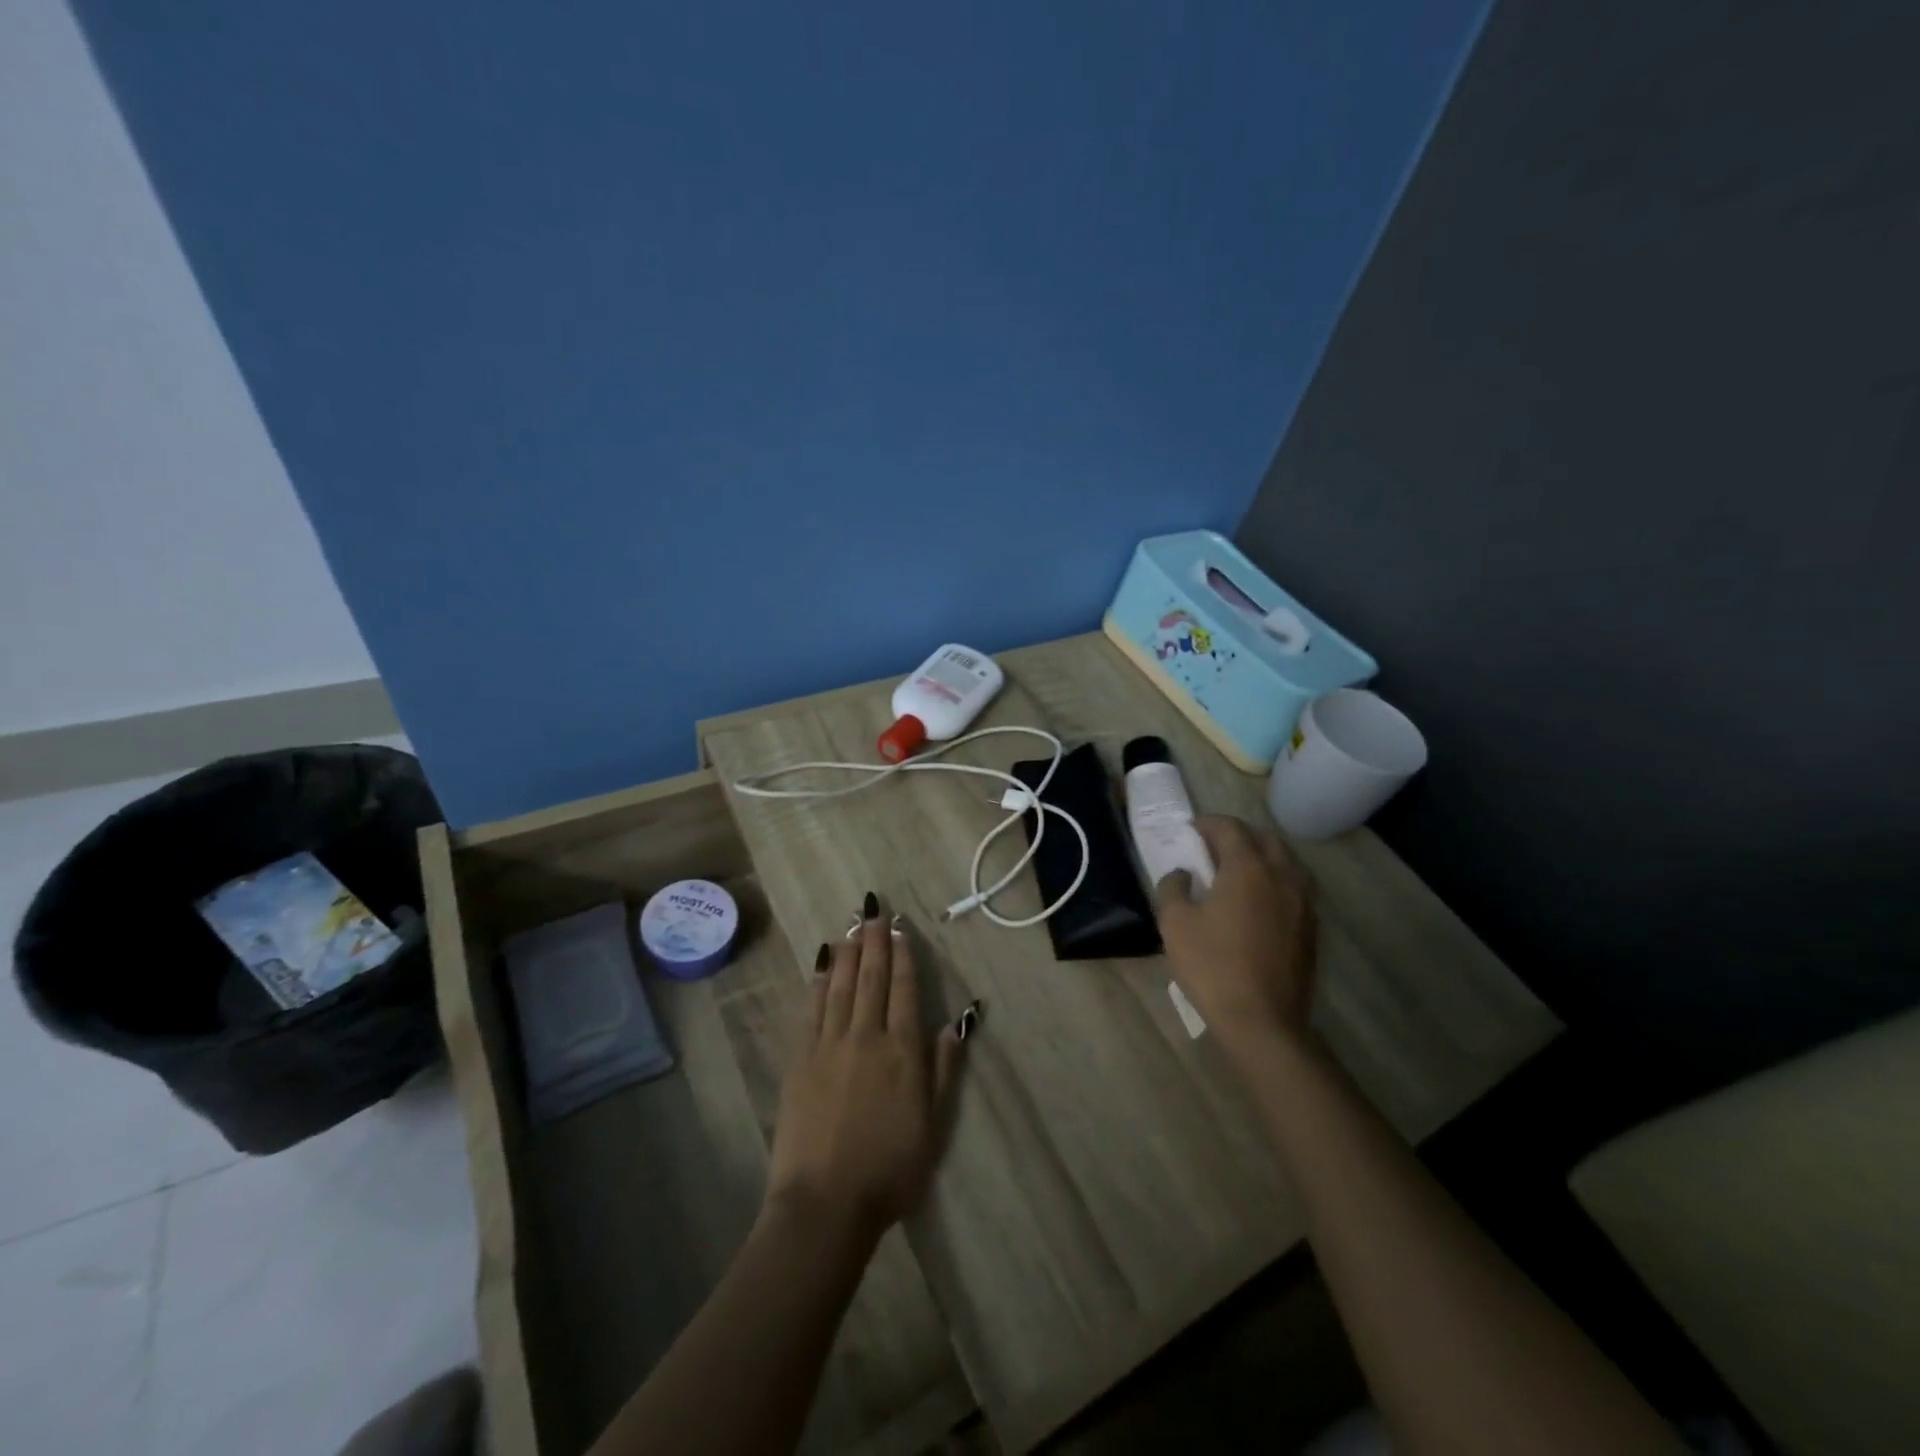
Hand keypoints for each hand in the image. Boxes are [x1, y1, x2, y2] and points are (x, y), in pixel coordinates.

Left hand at [765, 899, 964, 1239]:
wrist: (826, 1203)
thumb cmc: (890, 1171)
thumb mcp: (933, 1126)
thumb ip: (944, 1070)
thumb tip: (955, 1023)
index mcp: (903, 1051)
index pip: (904, 990)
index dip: (902, 956)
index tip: (900, 930)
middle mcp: (867, 1036)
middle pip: (872, 978)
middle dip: (875, 941)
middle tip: (874, 911)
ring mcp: (830, 1044)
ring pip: (840, 986)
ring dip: (847, 953)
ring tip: (851, 927)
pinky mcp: (801, 1058)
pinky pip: (812, 1009)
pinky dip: (818, 982)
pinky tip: (821, 964)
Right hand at [1154, 816, 1317, 1052]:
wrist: (1263, 1021)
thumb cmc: (1213, 966)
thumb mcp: (1175, 923)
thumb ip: (1173, 887)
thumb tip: (1182, 874)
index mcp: (1248, 868)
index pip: (1230, 828)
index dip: (1208, 823)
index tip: (1190, 830)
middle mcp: (1282, 875)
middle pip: (1264, 838)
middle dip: (1238, 834)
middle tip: (1212, 846)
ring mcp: (1303, 901)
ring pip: (1286, 860)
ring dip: (1261, 854)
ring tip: (1237, 869)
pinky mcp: (1311, 926)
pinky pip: (1295, 885)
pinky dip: (1275, 878)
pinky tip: (1257, 898)